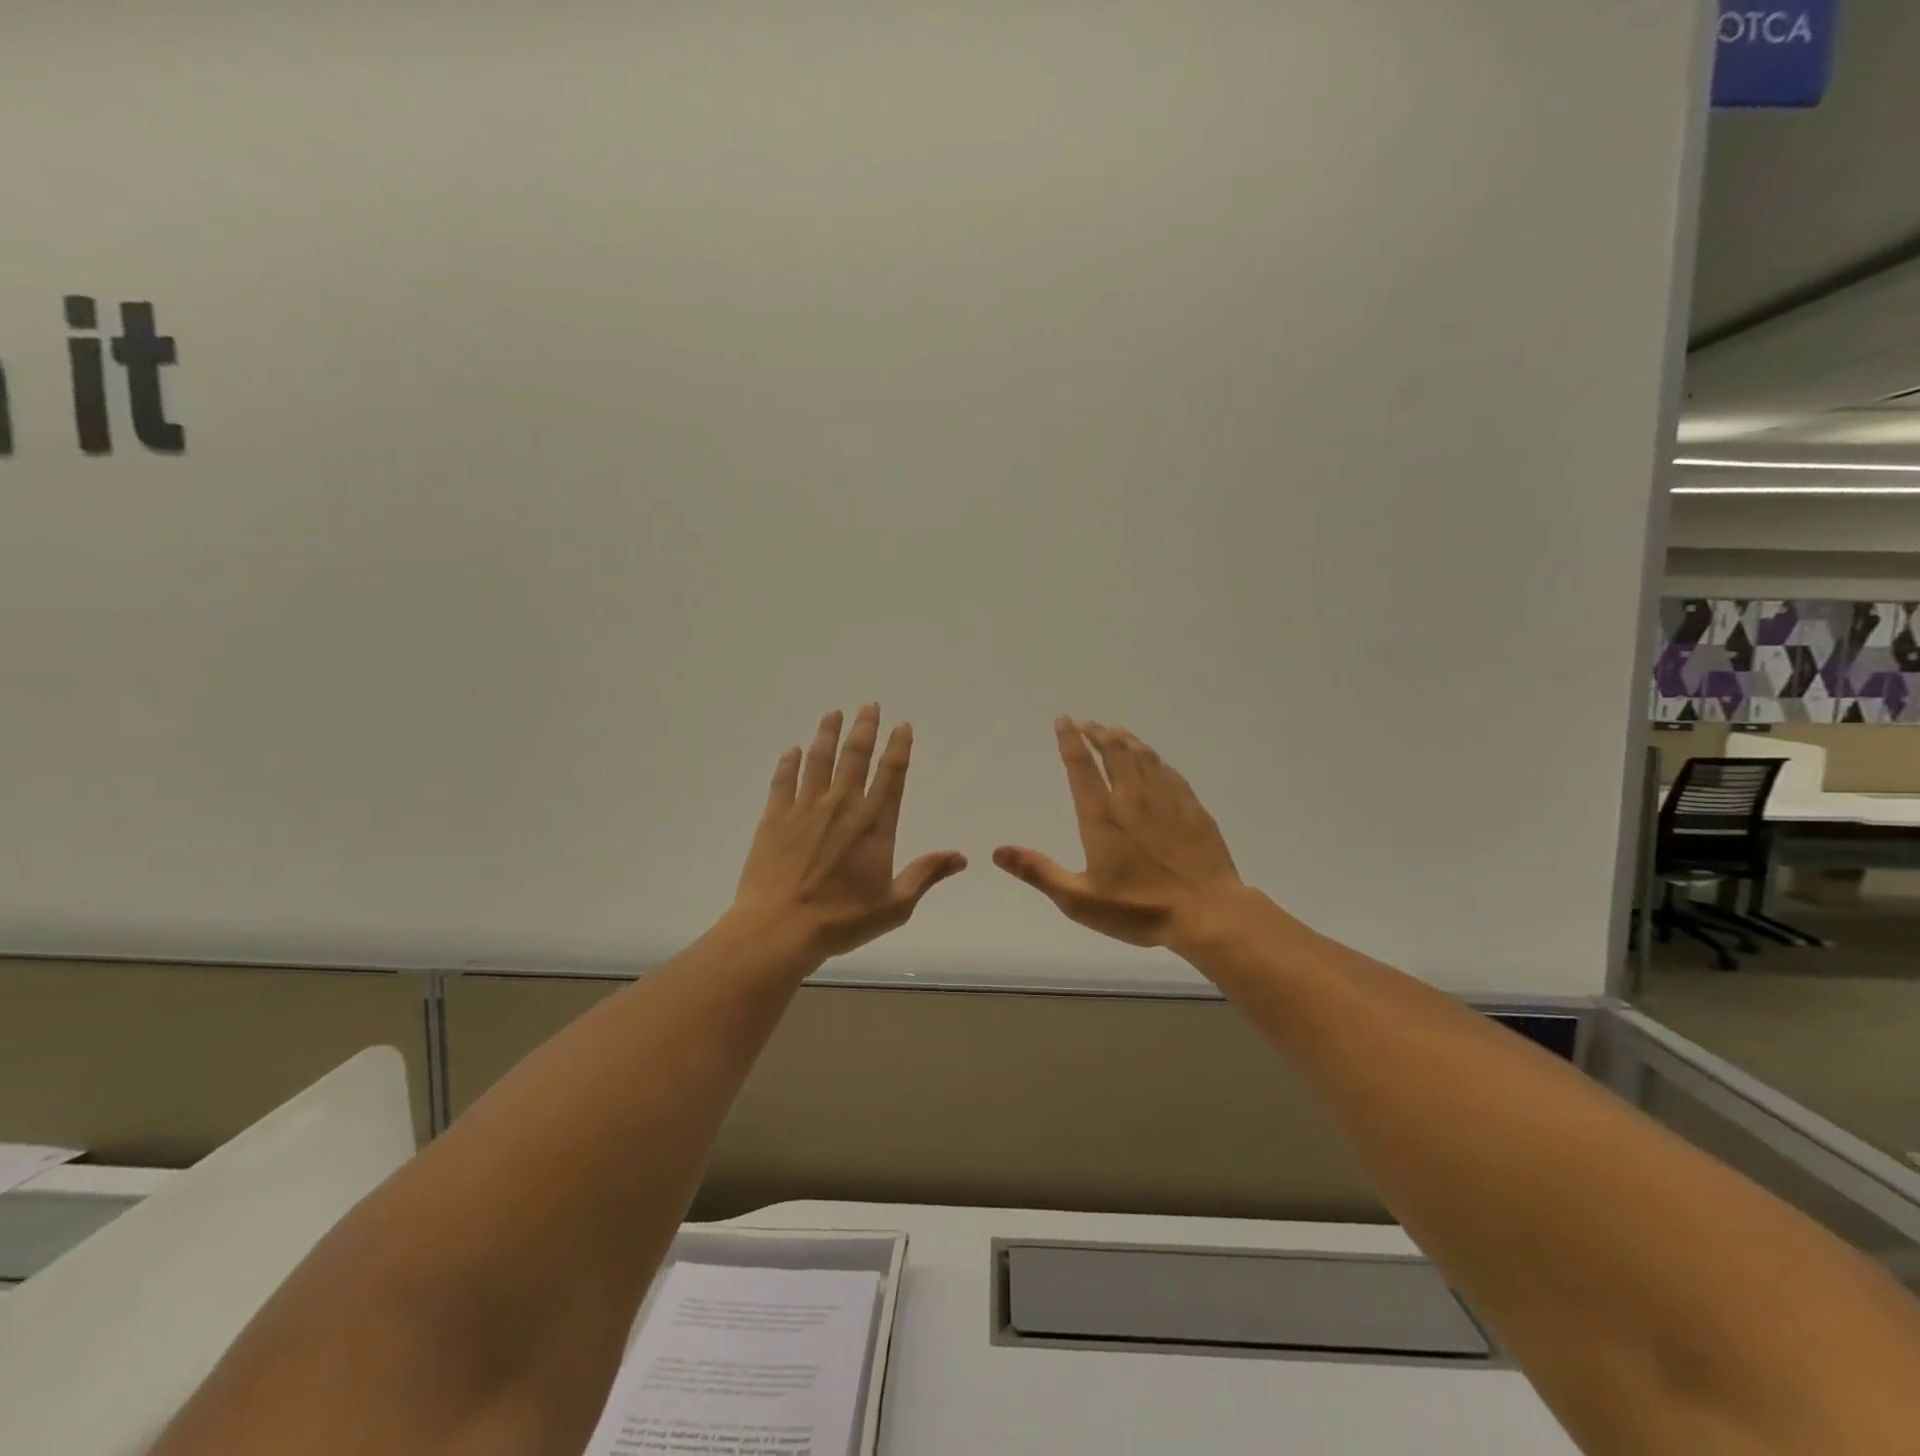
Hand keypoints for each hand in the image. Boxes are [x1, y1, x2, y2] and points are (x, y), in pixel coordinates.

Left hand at [733, 704, 967, 958]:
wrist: (779, 928)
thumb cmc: (841, 920)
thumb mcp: (895, 905)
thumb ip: (926, 874)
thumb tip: (961, 856)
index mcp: (874, 823)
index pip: (891, 774)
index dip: (898, 747)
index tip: (902, 725)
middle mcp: (842, 805)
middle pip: (855, 755)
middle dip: (864, 727)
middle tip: (869, 705)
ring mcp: (805, 808)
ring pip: (819, 760)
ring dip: (827, 734)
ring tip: (833, 714)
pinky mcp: (775, 817)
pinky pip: (783, 780)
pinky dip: (788, 763)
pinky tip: (792, 750)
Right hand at [994, 718, 1242, 949]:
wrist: (1208, 913)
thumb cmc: (1139, 909)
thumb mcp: (1079, 899)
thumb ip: (1038, 872)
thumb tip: (997, 851)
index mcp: (1102, 817)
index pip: (1082, 768)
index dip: (1070, 741)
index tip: (1064, 720)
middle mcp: (1132, 799)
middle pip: (1114, 752)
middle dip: (1097, 733)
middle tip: (1087, 723)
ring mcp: (1166, 800)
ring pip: (1142, 756)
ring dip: (1125, 739)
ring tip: (1114, 731)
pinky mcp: (1192, 808)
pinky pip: (1168, 771)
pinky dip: (1153, 757)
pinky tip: (1152, 758)